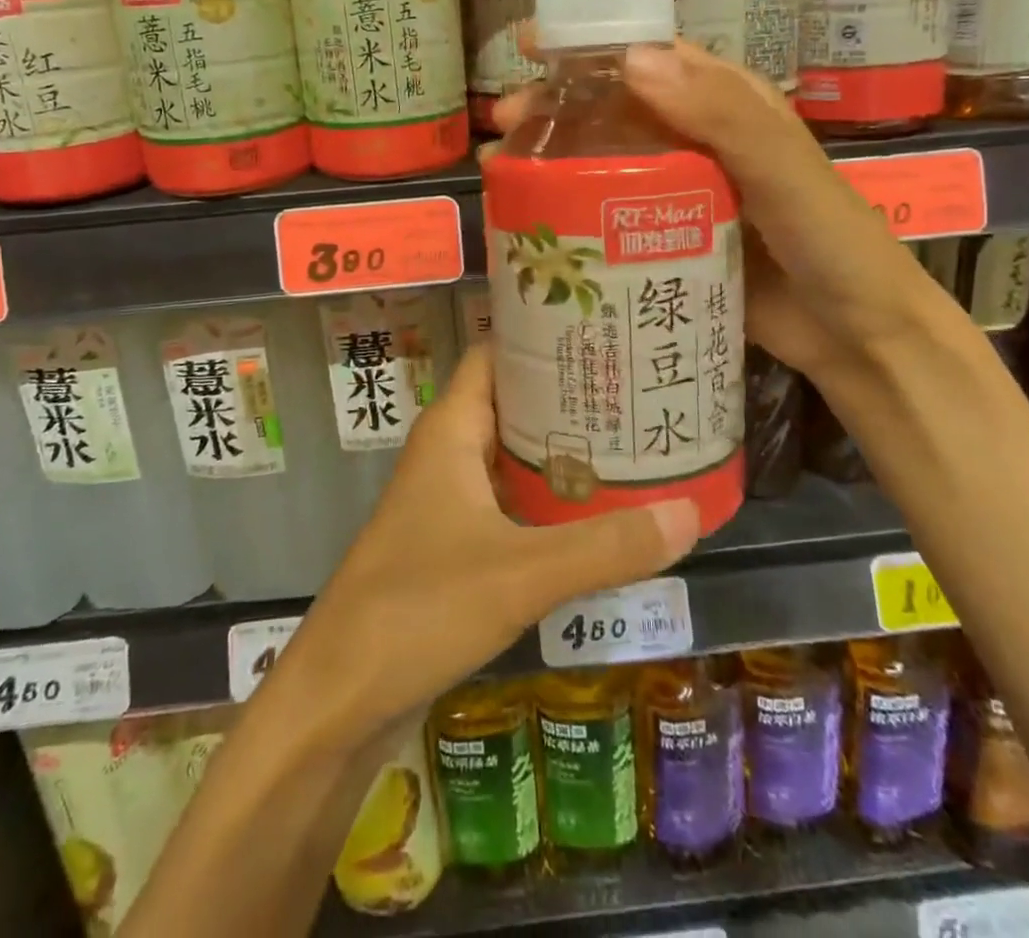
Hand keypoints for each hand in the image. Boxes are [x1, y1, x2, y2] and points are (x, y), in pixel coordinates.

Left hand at [282, 343, 699, 739]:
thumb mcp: (521, 573)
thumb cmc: (418, 608)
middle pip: (513, 403)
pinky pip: (510, 504)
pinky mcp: (453, 544)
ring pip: (513, 457)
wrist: (338, 698)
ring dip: (563, 453)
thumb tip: (691, 513)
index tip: (604, 331)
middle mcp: (448, 453)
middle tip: (639, 390)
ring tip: (635, 444)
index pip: (496, 354)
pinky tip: (599, 515)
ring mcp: (447, 500)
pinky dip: (549, 502)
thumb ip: (605, 545)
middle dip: (570, 397)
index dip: (542, 337)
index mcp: (451, 429)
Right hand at [492, 39, 933, 380]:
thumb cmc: (831, 242)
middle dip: (556, 107)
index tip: (531, 48)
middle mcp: (699, 140)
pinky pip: (614, 214)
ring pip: (608, 160)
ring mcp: (681, 192)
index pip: (651, 57)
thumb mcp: (785, 172)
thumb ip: (723, 116)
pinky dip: (576, 210)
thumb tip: (632, 60)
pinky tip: (538, 221)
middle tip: (504, 124)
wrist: (856, 334)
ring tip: (504, 170)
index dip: (590, 45)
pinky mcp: (669, 240)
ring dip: (556, 159)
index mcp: (728, 105)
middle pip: (615, 109)